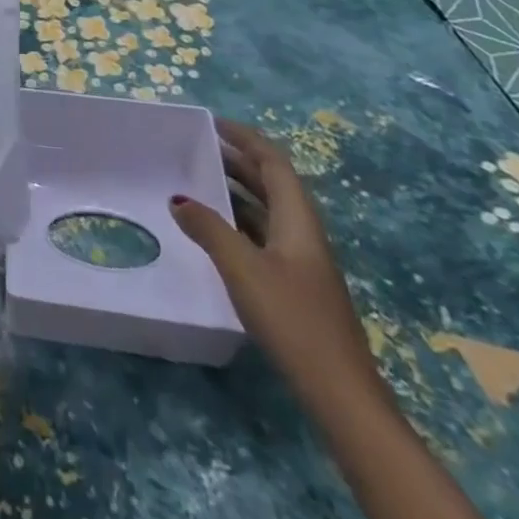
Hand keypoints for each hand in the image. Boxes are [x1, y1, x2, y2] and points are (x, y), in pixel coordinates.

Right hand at [170, 119, 378, 399]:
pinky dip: (240, 222)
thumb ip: (208, 229)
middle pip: (273, 185)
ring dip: (238, 192)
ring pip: (269, 212)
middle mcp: (304, 235)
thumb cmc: (293, 320)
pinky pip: (265, 236)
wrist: (341, 395)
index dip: (246, 139)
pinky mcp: (297, 287)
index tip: (213, 123)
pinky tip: (216, 233)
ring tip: (199, 182)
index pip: (274, 164)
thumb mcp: (243, 269)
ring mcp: (304, 263)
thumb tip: (178, 198)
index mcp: (299, 221)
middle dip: (239, 161)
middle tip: (198, 148)